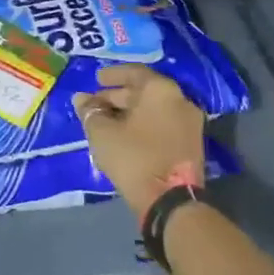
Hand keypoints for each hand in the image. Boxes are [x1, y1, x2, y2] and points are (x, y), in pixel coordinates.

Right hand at [73, 64, 206, 219]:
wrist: (171, 202)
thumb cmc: (133, 157)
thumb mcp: (102, 133)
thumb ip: (90, 112)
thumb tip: (81, 99)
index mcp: (160, 90)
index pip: (134, 72)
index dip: (112, 75)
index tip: (96, 79)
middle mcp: (180, 100)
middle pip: (145, 91)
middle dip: (118, 96)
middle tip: (96, 105)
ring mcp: (190, 123)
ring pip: (155, 109)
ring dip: (130, 112)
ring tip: (107, 122)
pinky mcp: (192, 144)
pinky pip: (163, 124)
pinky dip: (144, 125)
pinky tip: (125, 135)